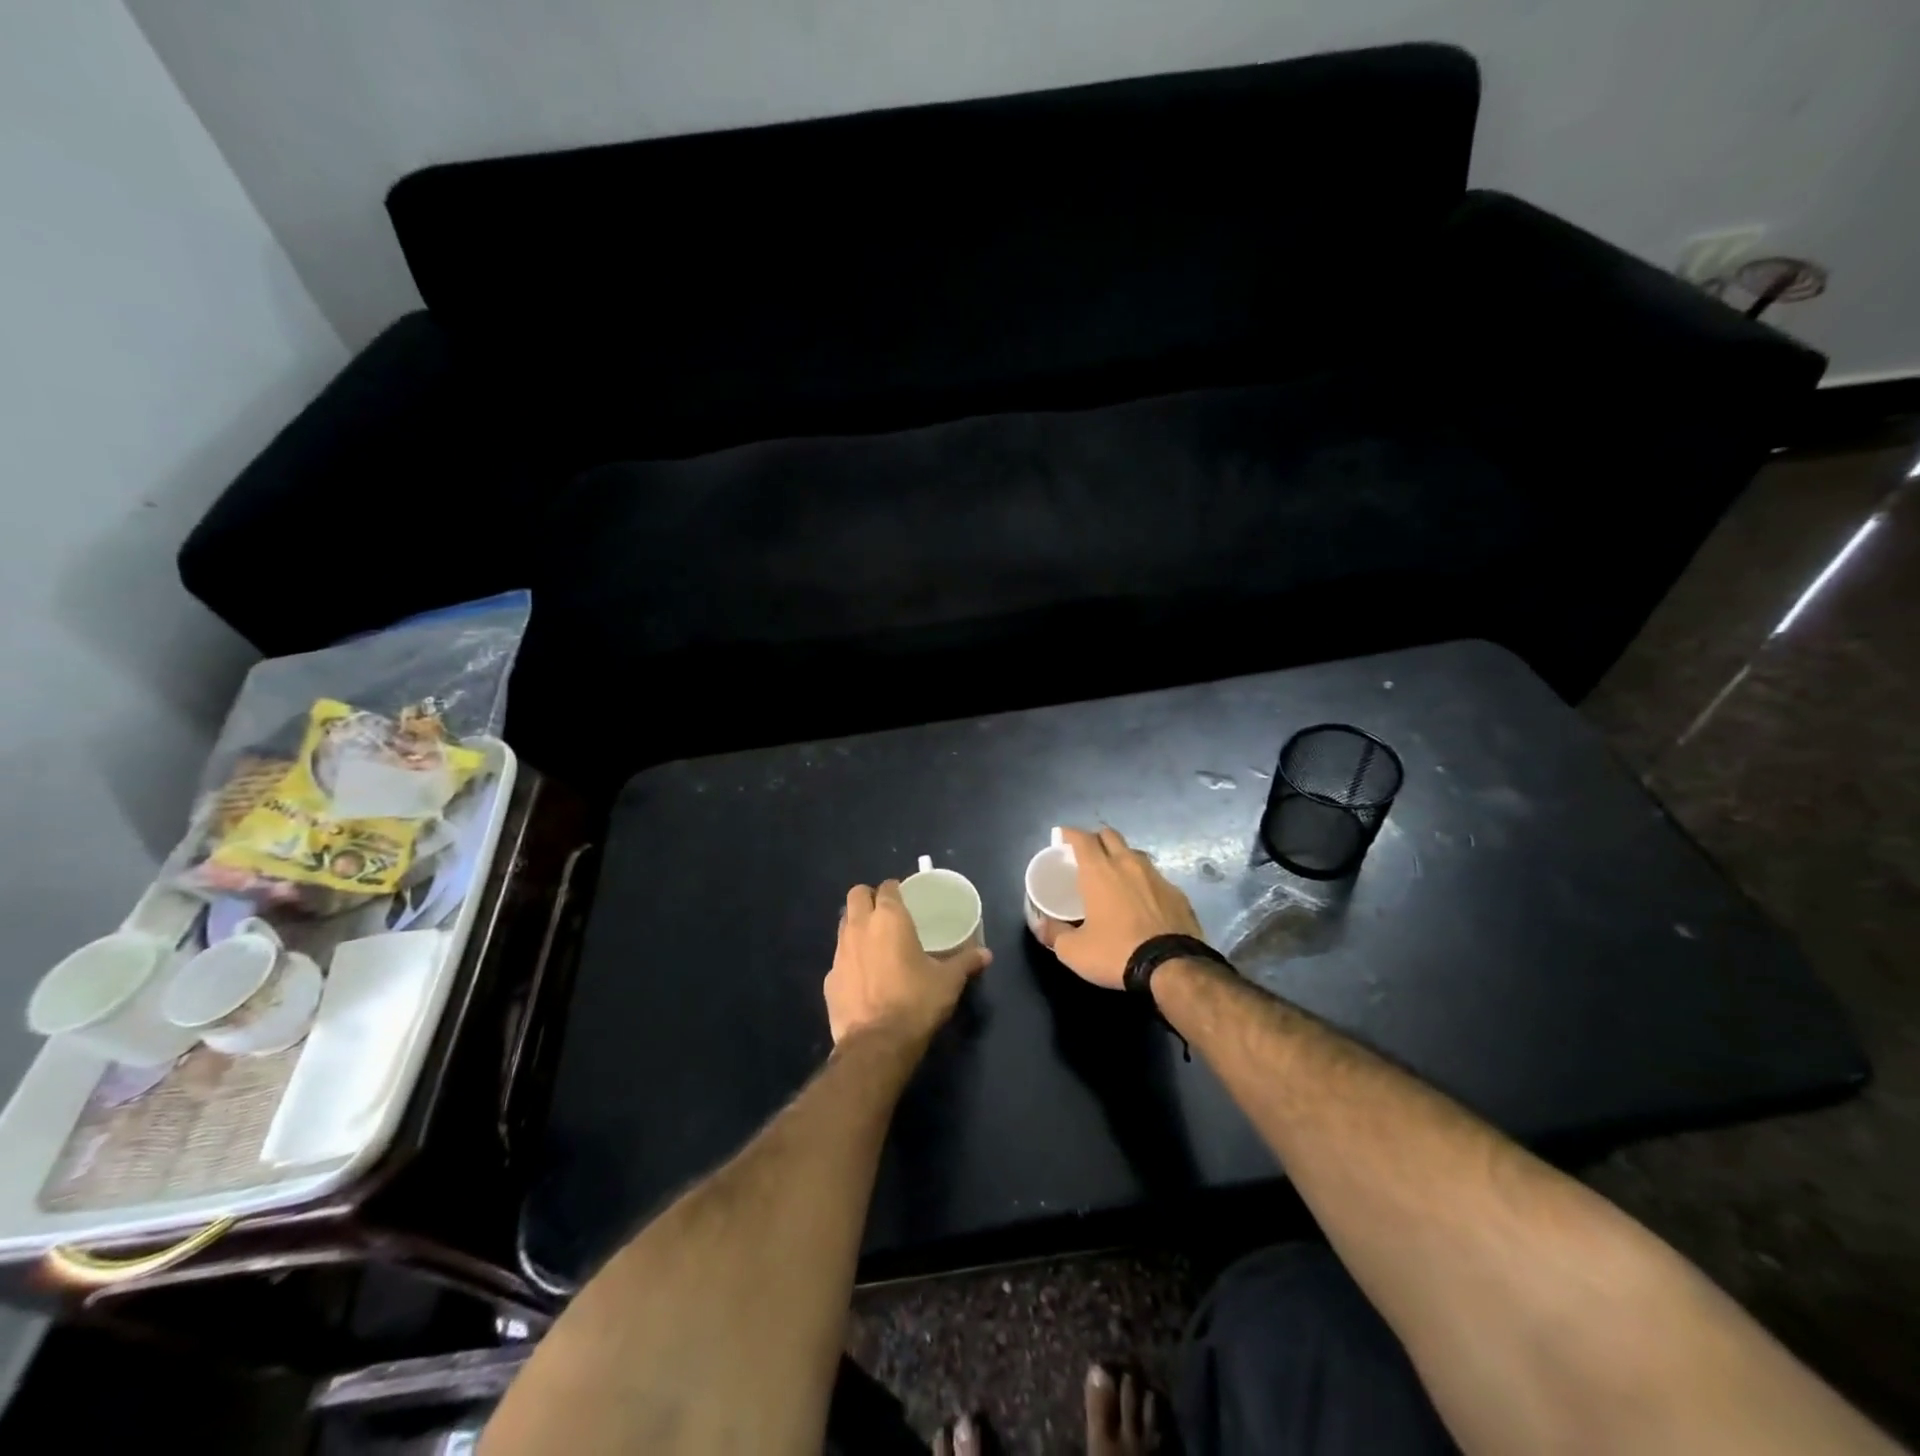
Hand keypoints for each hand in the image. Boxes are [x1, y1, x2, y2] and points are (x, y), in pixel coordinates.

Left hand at [825, 881, 990, 1045]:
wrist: (876, 1044)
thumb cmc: (916, 1002)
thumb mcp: (949, 981)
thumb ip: (966, 962)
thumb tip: (986, 954)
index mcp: (889, 919)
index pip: (887, 887)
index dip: (895, 889)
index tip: (905, 897)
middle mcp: (859, 927)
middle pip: (856, 895)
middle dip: (869, 897)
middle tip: (886, 913)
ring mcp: (839, 953)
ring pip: (843, 924)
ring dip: (856, 925)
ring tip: (874, 942)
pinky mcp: (829, 979)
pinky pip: (839, 959)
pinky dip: (850, 960)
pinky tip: (863, 977)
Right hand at [1041, 827, 1203, 989]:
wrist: (1173, 967)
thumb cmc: (1116, 953)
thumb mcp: (1074, 951)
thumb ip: (1054, 933)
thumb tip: (1043, 925)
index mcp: (1099, 871)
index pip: (1082, 838)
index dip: (1069, 834)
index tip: (1061, 838)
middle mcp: (1128, 864)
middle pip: (1110, 835)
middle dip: (1096, 840)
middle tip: (1087, 856)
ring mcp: (1156, 876)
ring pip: (1135, 854)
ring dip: (1122, 859)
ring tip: (1115, 878)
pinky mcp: (1178, 893)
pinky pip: (1156, 878)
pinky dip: (1144, 883)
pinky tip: (1142, 902)